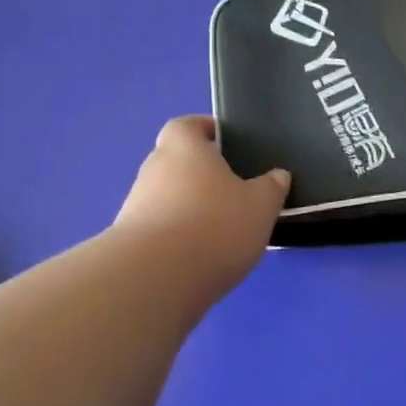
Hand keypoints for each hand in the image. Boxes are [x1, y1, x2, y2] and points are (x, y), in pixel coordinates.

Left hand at [112, 116, 290, 291]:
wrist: (155, 281)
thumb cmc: (214, 226)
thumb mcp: (260, 206)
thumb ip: (271, 187)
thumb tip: (278, 175)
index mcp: (183, 147)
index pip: (188, 125)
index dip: (205, 130)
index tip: (226, 143)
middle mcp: (153, 169)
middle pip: (177, 162)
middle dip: (201, 174)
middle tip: (233, 192)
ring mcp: (135, 206)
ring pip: (167, 198)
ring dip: (189, 209)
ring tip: (220, 232)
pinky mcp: (128, 242)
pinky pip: (159, 229)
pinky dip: (177, 238)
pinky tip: (199, 258)